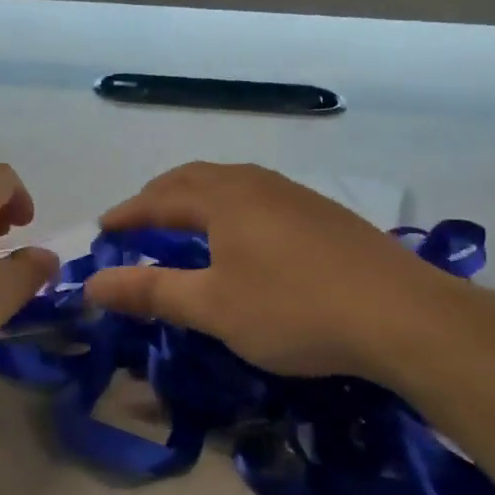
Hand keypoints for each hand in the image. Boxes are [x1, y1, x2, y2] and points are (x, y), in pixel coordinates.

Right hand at [83, 162, 475, 383]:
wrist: (402, 316)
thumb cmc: (293, 310)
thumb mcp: (212, 307)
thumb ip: (150, 291)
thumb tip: (92, 285)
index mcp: (224, 198)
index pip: (159, 198)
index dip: (127, 214)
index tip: (103, 230)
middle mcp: (257, 185)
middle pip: (195, 178)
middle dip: (159, 197)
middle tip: (137, 221)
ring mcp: (296, 196)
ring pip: (232, 185)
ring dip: (197, 199)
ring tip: (184, 224)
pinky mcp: (325, 216)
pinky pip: (259, 199)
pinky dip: (230, 210)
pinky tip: (243, 238)